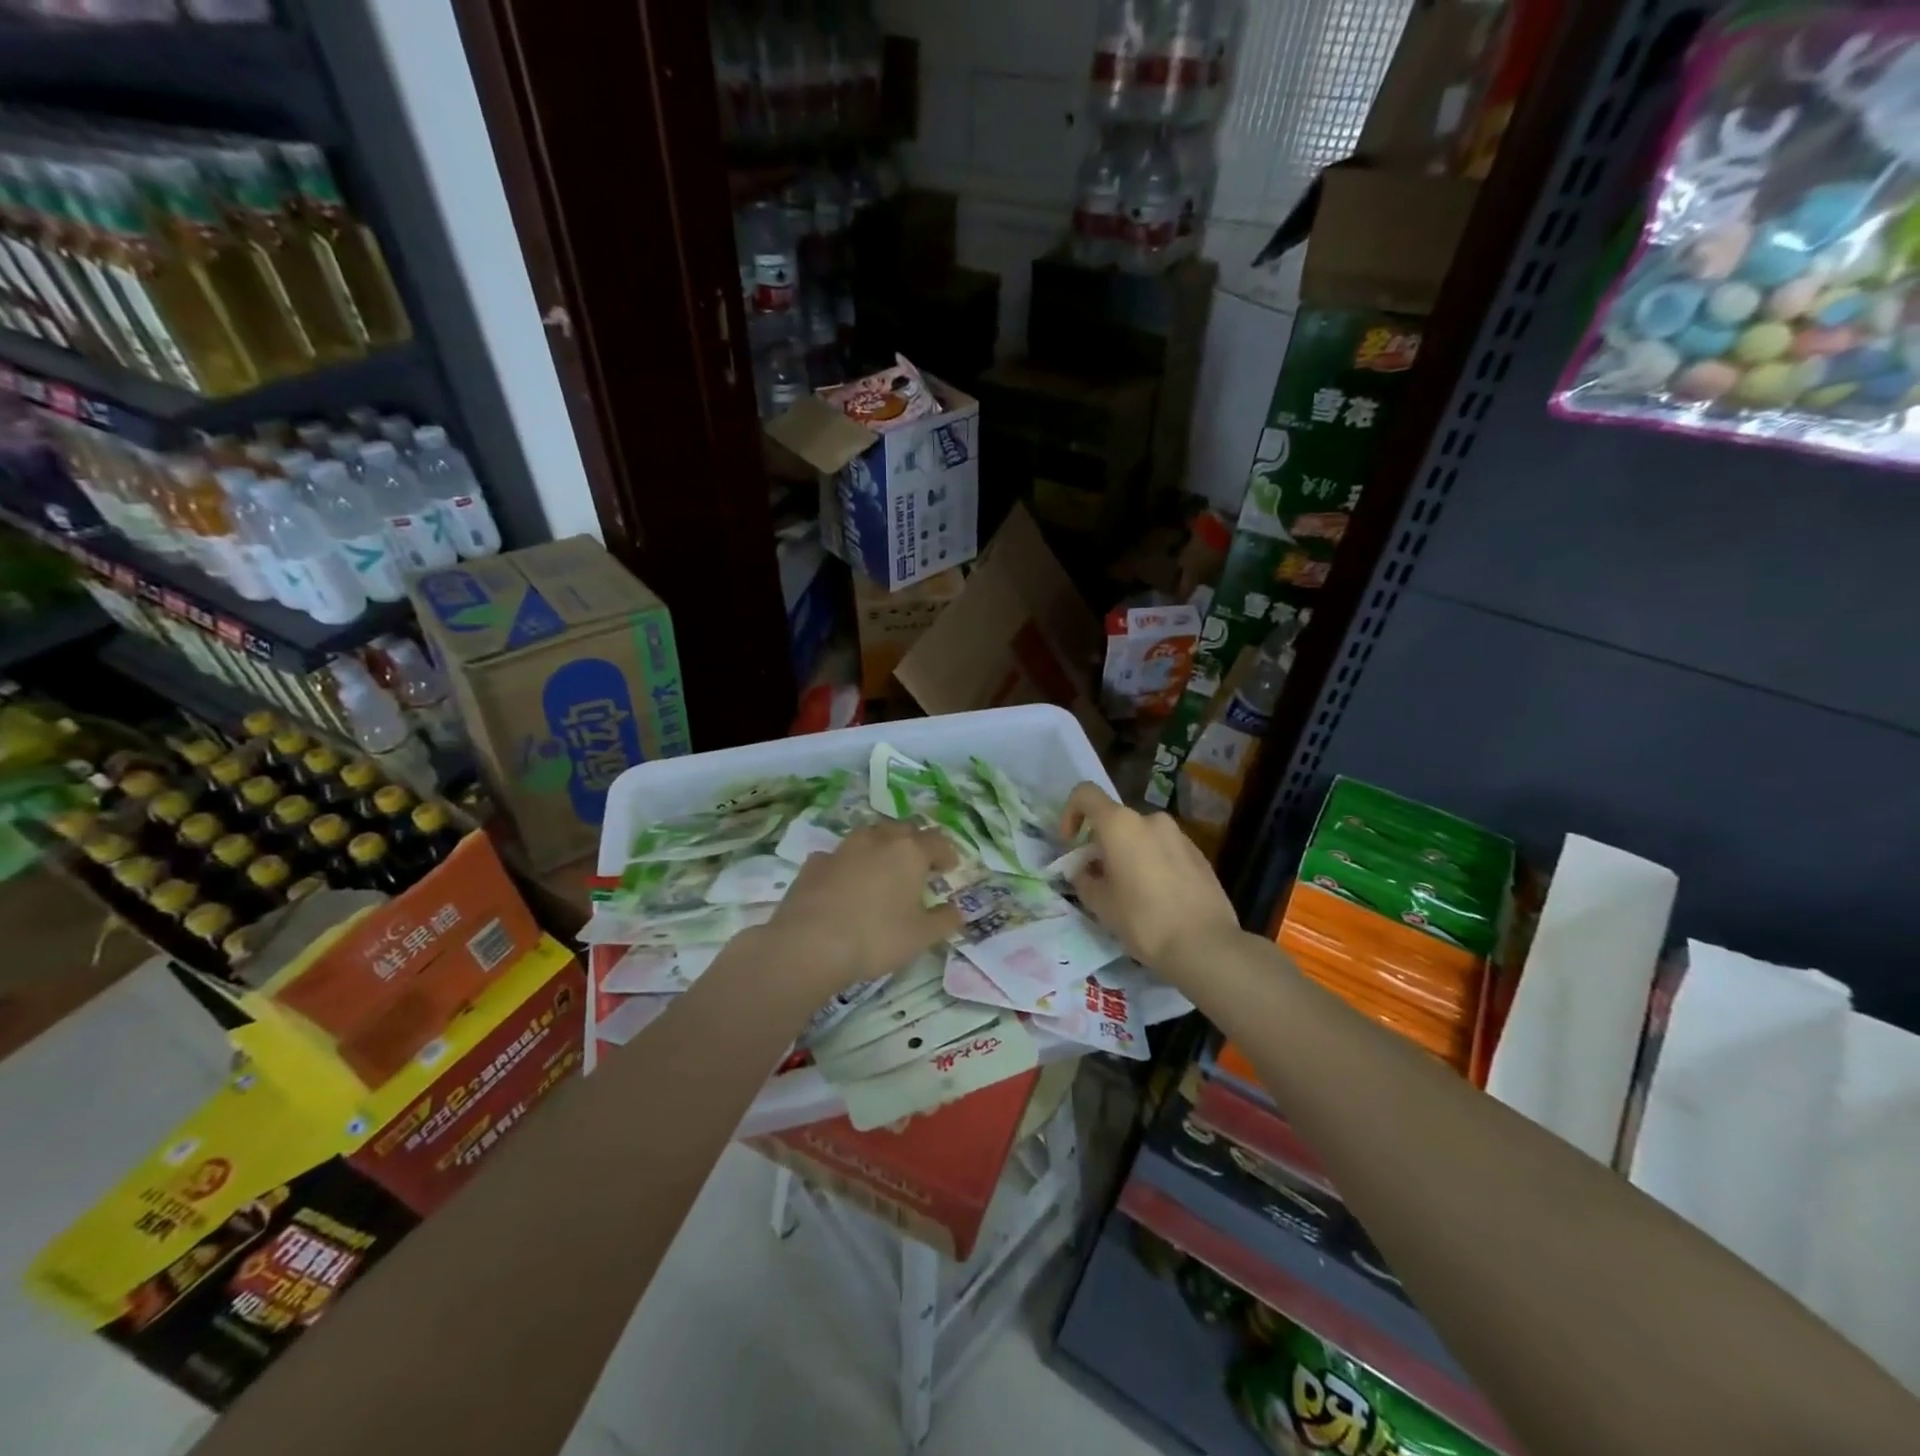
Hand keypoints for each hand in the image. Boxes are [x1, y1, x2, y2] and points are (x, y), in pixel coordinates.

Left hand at [762, 822, 962, 996]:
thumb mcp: (921, 936)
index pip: (936, 841)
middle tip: (919, 864)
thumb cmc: (876, 938)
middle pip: (903, 829)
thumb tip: (957, 910)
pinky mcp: (814, 863)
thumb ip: (944, 920)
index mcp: (909, 852)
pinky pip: (839, 856)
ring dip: (880, 846)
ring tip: (883, 868)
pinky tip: (845, 882)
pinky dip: (848, 864)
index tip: (950, 867)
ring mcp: (842, 849)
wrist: (809, 944)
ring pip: (868, 835)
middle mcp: (877, 840)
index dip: (947, 853)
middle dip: (914, 843)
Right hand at [1061, 782, 1242, 980]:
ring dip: (1129, 854)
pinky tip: (1158, 898)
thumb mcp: (1100, 904)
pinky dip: (1153, 863)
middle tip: (1100, 879)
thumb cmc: (1143, 920)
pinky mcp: (1199, 854)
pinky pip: (1164, 850)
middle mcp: (1150, 820)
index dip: (1070, 813)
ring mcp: (1179, 835)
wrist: (1205, 945)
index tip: (1070, 844)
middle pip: (1116, 821)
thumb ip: (1083, 879)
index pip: (1085, 794)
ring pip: (1142, 836)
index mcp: (1120, 825)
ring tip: (1130, 892)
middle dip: (1102, 844)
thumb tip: (1084, 870)